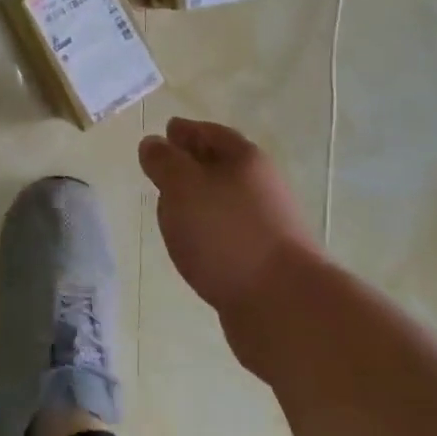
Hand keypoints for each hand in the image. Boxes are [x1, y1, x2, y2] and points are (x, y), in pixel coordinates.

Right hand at [139, 118, 317, 333]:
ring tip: (170, 208)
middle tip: (163, 167)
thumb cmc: (227, 233)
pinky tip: (191, 244)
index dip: (187, 130)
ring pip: (222, 202)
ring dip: (197, 201)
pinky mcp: (262, 260)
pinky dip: (207, 231)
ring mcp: (265, 225)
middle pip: (220, 166)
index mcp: (245, 160)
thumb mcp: (183, 186)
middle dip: (191, 164)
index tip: (166, 130)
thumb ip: (163, 161)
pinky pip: (226, 233)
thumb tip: (152, 144)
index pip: (211, 133)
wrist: (283, 305)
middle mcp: (260, 187)